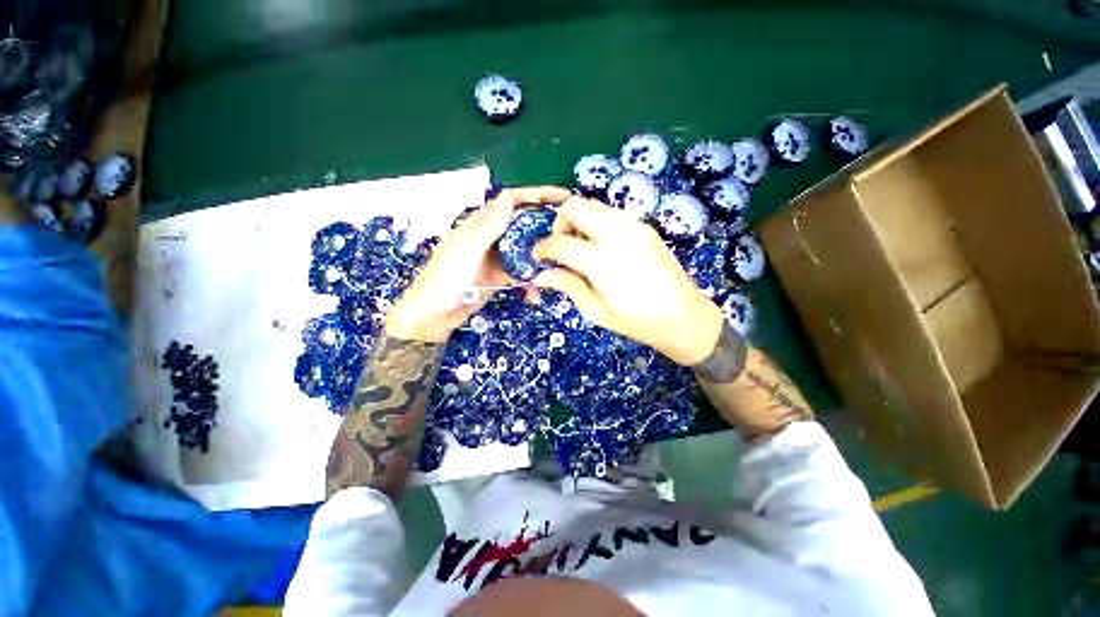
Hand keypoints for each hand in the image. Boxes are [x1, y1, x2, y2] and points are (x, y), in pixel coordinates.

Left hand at [386, 186, 571, 342]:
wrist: (434, 315)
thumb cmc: (444, 279)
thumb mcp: (466, 251)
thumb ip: (488, 227)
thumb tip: (508, 196)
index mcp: (481, 224)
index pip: (513, 201)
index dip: (538, 195)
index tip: (565, 198)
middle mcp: (492, 236)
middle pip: (525, 224)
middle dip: (547, 226)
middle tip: (572, 234)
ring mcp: (498, 257)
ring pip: (527, 250)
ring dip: (543, 257)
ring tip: (561, 266)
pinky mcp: (501, 276)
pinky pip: (522, 273)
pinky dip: (531, 282)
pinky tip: (536, 294)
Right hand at [533, 196, 723, 365]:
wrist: (685, 317)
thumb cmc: (638, 322)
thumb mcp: (596, 310)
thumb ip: (568, 286)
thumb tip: (540, 275)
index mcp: (602, 261)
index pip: (560, 242)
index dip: (543, 248)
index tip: (538, 257)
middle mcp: (617, 234)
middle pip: (574, 206)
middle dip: (559, 224)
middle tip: (562, 248)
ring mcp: (634, 226)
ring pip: (592, 204)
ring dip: (578, 221)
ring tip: (581, 248)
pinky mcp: (644, 226)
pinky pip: (610, 213)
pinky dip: (596, 223)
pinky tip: (601, 247)